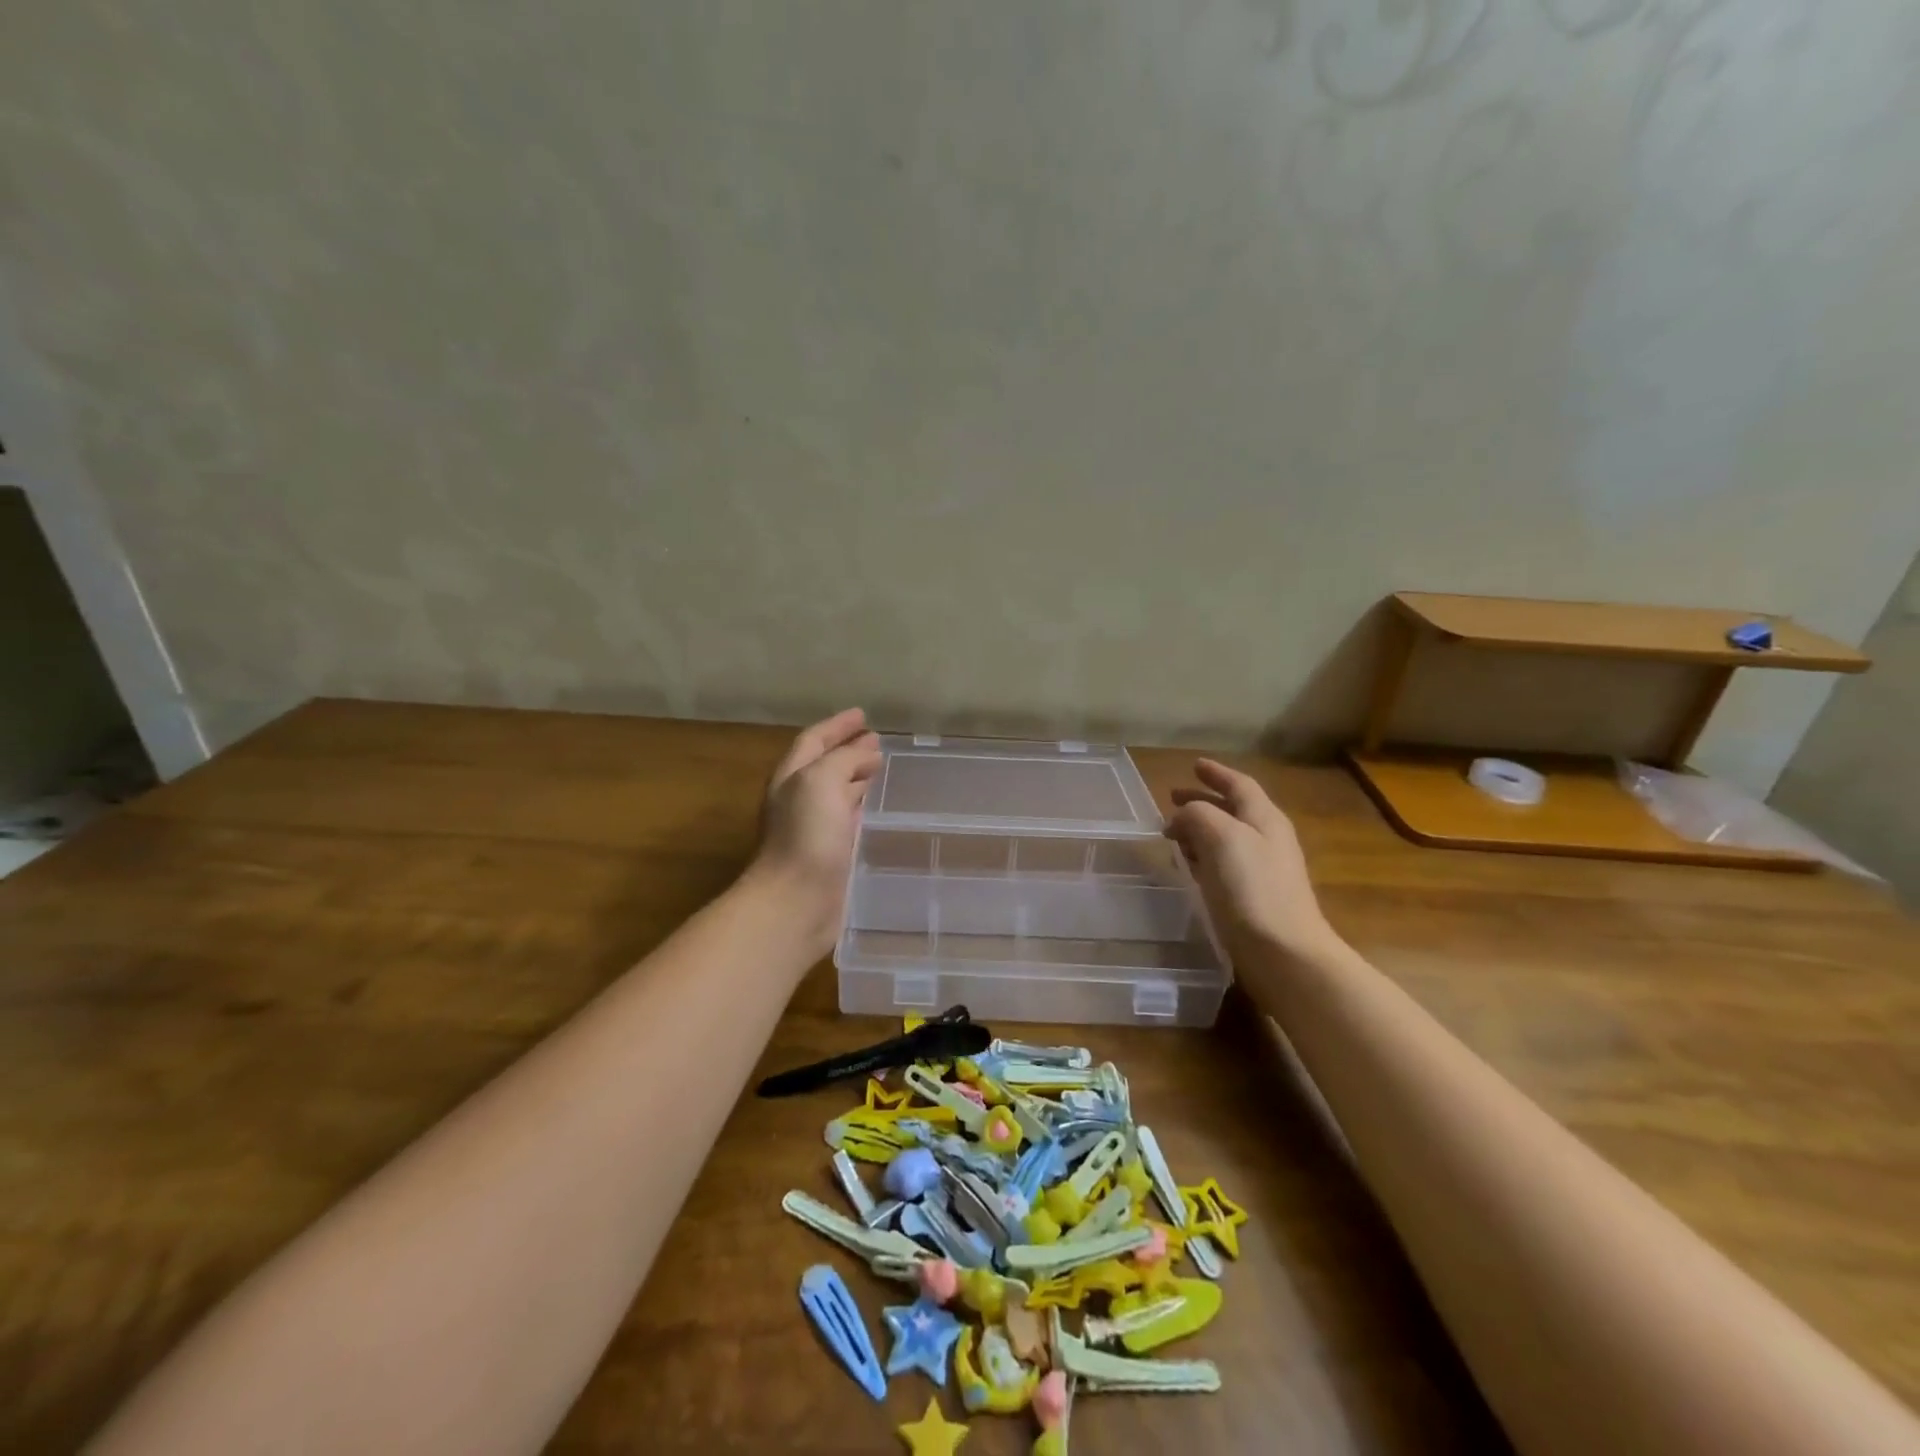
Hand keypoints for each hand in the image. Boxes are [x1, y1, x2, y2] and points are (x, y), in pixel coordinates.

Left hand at [746, 709, 882, 957]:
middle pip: (824, 765)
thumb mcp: (822, 781)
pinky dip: (860, 806)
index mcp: (791, 776)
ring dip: (856, 777)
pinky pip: (846, 820)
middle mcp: (798, 799)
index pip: (814, 740)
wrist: (796, 902)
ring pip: (836, 792)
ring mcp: (812, 828)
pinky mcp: (828, 854)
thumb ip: (844, 759)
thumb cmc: (806, 836)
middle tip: (877, 741)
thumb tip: (868, 752)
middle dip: (848, 750)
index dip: (837, 725)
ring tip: (880, 768)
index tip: (863, 714)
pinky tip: (874, 808)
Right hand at [1164, 759, 1345, 965]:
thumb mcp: (1221, 837)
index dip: (1216, 773)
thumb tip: (1182, 817)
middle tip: (1172, 798)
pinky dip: (1203, 856)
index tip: (1193, 765)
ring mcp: (1263, 870)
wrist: (1284, 953)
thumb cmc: (1252, 888)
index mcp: (1264, 818)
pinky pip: (1224, 864)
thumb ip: (1198, 815)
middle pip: (1232, 810)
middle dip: (1202, 801)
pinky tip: (1189, 867)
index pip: (1239, 784)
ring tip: (1174, 833)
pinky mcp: (1253, 898)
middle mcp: (1267, 839)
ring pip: (1226, 837)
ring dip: (1200, 829)